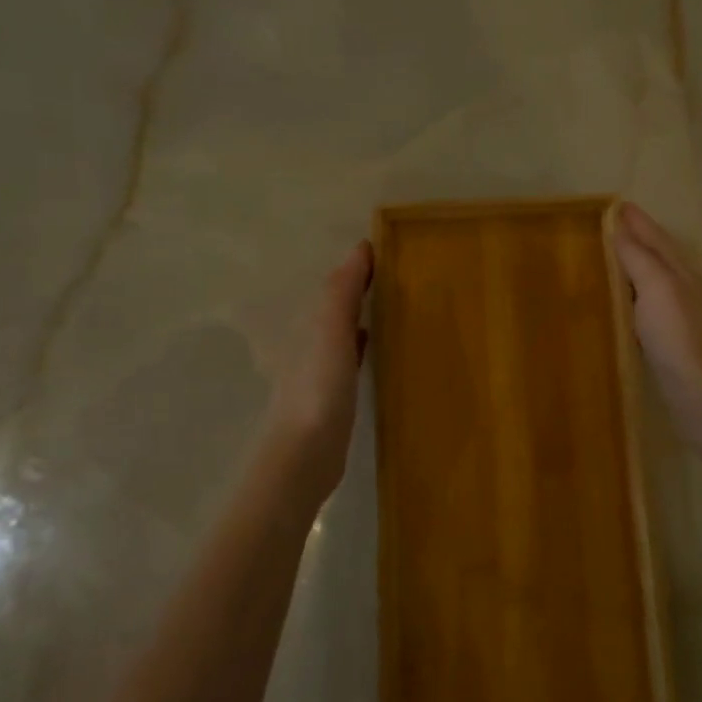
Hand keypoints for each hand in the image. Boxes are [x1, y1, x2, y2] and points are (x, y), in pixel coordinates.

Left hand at [263, 240, 372, 504]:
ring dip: (361, 318)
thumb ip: (342, 291)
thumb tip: (360, 248)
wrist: (305, 452)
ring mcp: (319, 372)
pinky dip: (362, 347)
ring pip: (342, 334)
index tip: (388, 254)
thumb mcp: (330, 330)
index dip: (357, 269)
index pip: (334, 287)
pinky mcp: (333, 398)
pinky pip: (350, 361)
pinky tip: (376, 349)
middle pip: (336, 309)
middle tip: (396, 278)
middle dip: (359, 292)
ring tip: (393, 308)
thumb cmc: (319, 386)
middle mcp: (309, 344)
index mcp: (308, 325)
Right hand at [612, 203, 701, 451]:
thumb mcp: (658, 288)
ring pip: (649, 284)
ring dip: (630, 269)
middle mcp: (680, 291)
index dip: (636, 221)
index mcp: (679, 273)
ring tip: (604, 262)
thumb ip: (639, 257)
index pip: (655, 237)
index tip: (613, 204)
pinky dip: (628, 301)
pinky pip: (642, 311)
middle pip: (655, 257)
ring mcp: (676, 319)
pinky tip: (615, 308)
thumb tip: (619, 225)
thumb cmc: (680, 337)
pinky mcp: (666, 345)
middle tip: (604, 228)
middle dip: (633, 240)